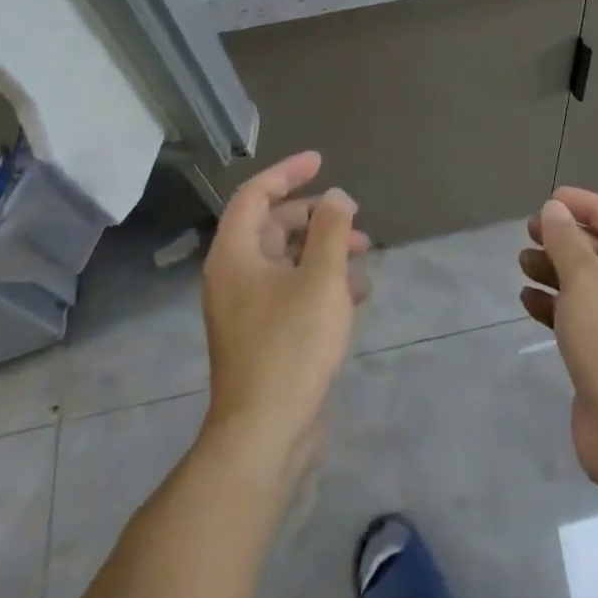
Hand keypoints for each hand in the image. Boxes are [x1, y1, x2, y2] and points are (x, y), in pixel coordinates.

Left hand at [201, 151, 369, 480]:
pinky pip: (292, 290)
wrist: (265, 436)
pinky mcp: (263, 336)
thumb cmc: (291, 346)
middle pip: (272, 226)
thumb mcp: (321, 279)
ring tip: (363, 253)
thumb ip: (332, 230)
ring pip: (286, 260)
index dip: (287, 172)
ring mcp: (247, 309)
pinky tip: (355, 293)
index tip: (321, 161)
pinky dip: (321, 281)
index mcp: (235, 254)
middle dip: (315, 216)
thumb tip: (337, 197)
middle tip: (353, 217)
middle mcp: (234, 276)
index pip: (255, 194)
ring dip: (323, 249)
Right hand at [519, 187, 597, 490]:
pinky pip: (583, 315)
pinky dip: (556, 303)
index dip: (585, 205)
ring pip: (590, 282)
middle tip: (530, 230)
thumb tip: (554, 208)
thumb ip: (567, 240)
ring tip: (522, 262)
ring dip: (556, 269)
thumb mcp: (586, 282)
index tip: (549, 200)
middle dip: (566, 238)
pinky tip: (528, 299)